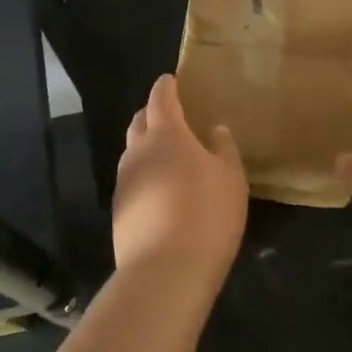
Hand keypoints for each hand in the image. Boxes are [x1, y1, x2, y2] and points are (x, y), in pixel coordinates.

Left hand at [113, 74, 247, 283]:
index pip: (161, 99)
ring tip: (167, 153)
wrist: (164, 271)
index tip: (170, 79)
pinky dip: (145, 173)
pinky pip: (132, 179)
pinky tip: (160, 189)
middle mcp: (138, 152)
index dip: (166, 87)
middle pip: (139, 121)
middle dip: (151, 112)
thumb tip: (215, 130)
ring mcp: (124, 182)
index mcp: (166, 135)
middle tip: (170, 113)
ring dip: (146, 145)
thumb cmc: (206, 215)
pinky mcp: (119, 210)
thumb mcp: (231, 178)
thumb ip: (223, 149)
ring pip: (132, 152)